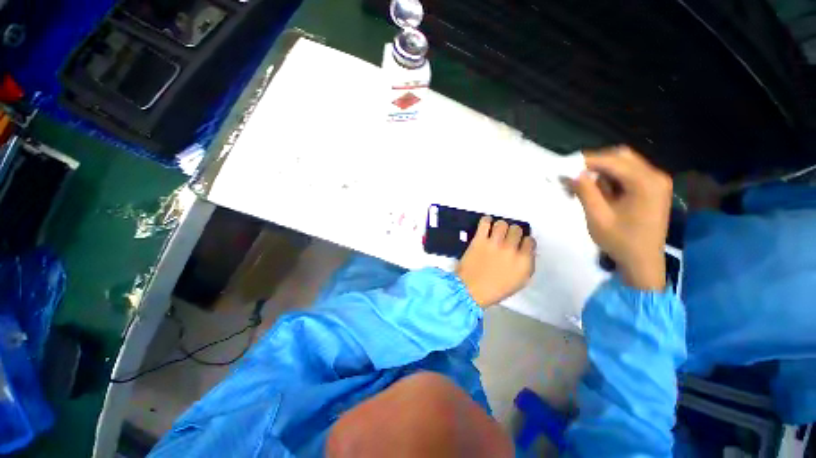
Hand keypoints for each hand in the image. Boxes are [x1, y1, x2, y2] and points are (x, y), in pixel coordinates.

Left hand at [455, 217, 535, 307]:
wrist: (470, 290)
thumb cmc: (495, 290)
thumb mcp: (519, 281)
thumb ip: (526, 264)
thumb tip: (526, 250)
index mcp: (523, 262)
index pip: (530, 241)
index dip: (524, 242)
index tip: (519, 243)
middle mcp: (511, 250)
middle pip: (516, 229)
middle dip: (512, 233)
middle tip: (506, 238)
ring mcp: (494, 243)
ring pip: (502, 224)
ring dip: (500, 227)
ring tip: (496, 232)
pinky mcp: (479, 240)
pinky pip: (485, 222)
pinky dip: (486, 221)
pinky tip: (486, 225)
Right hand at [572, 146, 671, 290]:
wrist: (643, 261)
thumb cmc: (620, 241)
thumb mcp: (597, 216)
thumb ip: (585, 191)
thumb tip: (572, 173)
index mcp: (645, 183)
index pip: (612, 161)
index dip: (585, 161)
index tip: (564, 166)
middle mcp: (655, 176)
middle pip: (621, 157)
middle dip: (594, 163)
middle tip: (573, 174)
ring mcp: (656, 182)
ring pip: (624, 164)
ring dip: (601, 170)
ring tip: (581, 184)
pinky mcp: (652, 189)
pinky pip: (628, 174)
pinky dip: (609, 178)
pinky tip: (596, 189)